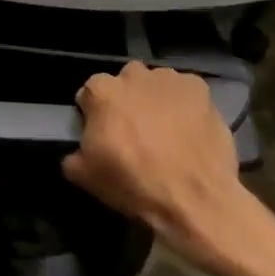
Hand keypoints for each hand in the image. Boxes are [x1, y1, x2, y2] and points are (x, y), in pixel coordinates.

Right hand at [62, 62, 261, 272]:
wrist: (195, 200)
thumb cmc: (134, 184)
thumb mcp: (85, 176)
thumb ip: (73, 154)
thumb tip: (78, 151)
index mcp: (101, 91)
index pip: (90, 94)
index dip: (95, 115)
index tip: (104, 136)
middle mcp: (133, 75)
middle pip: (124, 83)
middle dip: (127, 101)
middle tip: (136, 132)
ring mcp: (169, 79)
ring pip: (156, 84)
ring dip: (156, 100)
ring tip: (167, 131)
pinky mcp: (200, 89)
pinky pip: (186, 91)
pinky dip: (185, 105)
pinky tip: (190, 129)